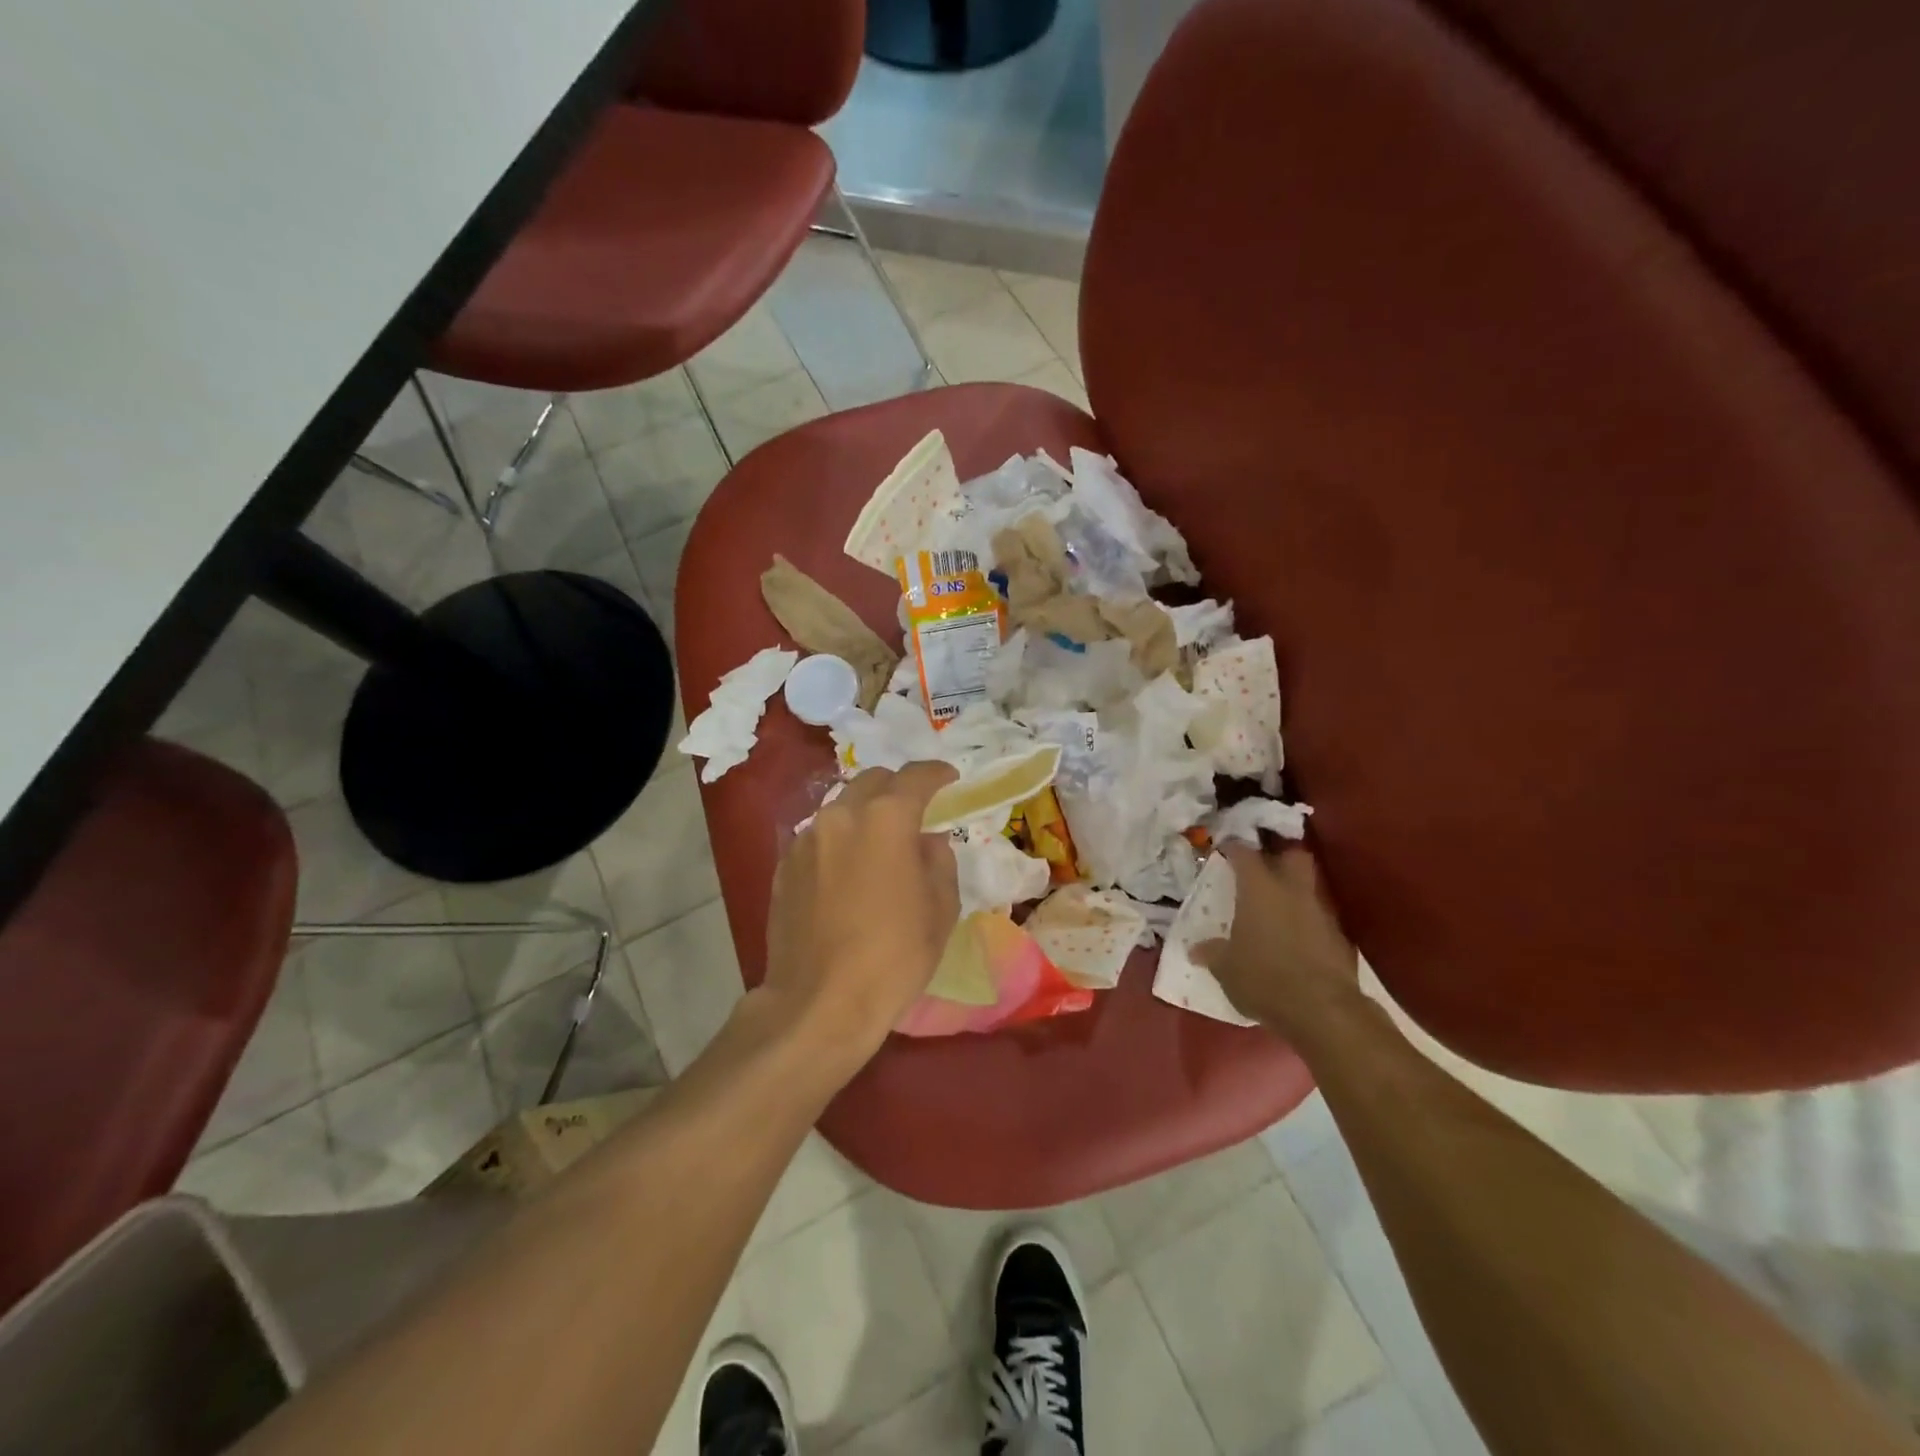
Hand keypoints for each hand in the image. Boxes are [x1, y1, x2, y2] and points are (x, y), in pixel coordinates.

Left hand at [760, 762, 960, 1068]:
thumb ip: (939, 860)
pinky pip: (819, 836)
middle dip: (898, 788)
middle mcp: (841, 815)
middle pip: (873, 781)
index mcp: (886, 820)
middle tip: (916, 810)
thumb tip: (927, 841)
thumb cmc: (893, 956)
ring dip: (866, 813)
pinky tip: (848, 869)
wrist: (819, 1002)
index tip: (950, 778)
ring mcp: (806, 839)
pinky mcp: (784, 865)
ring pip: (842, 807)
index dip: (938, 774)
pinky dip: (840, 839)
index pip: (916, 777)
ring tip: (880, 842)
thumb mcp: (940, 909)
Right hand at [1195, 843, 1362, 1043]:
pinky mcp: (1341, 938)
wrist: (1324, 1011)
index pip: (1244, 852)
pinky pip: (1320, 917)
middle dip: (1279, 854)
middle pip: (1293, 854)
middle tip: (1262, 866)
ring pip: (1309, 886)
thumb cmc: (1264, 978)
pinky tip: (1296, 938)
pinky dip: (1308, 921)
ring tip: (1277, 906)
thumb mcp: (1225, 968)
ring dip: (1294, 890)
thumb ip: (1212, 952)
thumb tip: (1196, 949)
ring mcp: (1322, 912)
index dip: (1234, 848)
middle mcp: (1293, 890)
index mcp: (1259, 888)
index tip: (1225, 850)